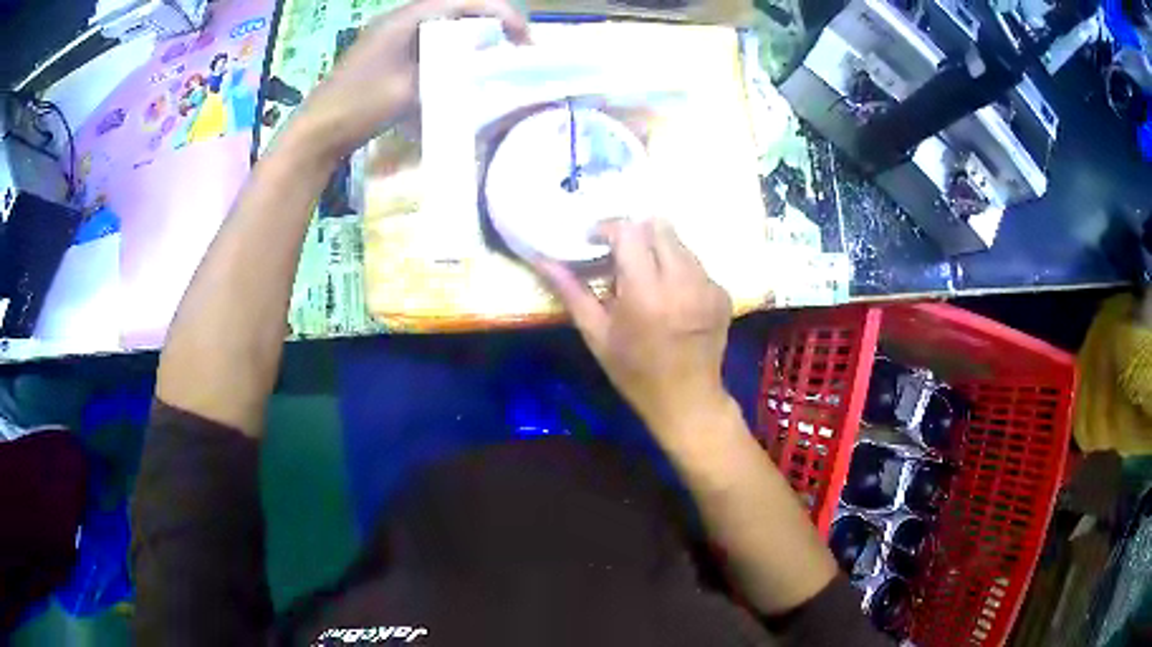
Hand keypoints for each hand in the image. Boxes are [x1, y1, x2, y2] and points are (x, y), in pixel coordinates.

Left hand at [288, 0, 528, 161]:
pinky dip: (453, 51)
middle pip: (456, 10)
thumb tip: (487, 69)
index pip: (464, 2)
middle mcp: (400, 20)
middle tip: (516, 46)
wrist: (318, 132)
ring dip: (472, 37)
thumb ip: (451, 72)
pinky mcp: (387, 55)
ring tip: (497, 56)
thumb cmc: (360, 106)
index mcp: (406, 19)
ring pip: (444, 27)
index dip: (501, 14)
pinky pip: (429, 43)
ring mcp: (391, 37)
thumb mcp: (412, 88)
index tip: (525, 37)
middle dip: (491, 23)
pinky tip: (463, 69)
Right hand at [536, 219, 734, 441]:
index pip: (629, 232)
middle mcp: (682, 281)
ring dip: (658, 249)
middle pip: (659, 226)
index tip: (594, 240)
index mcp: (646, 293)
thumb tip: (542, 260)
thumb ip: (571, 292)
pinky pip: (697, 264)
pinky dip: (679, 270)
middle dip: (636, 233)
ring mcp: (708, 286)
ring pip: (680, 242)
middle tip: (620, 255)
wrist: (687, 400)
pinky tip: (671, 296)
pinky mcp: (723, 294)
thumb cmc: (634, 373)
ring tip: (646, 278)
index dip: (608, 227)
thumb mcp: (597, 335)